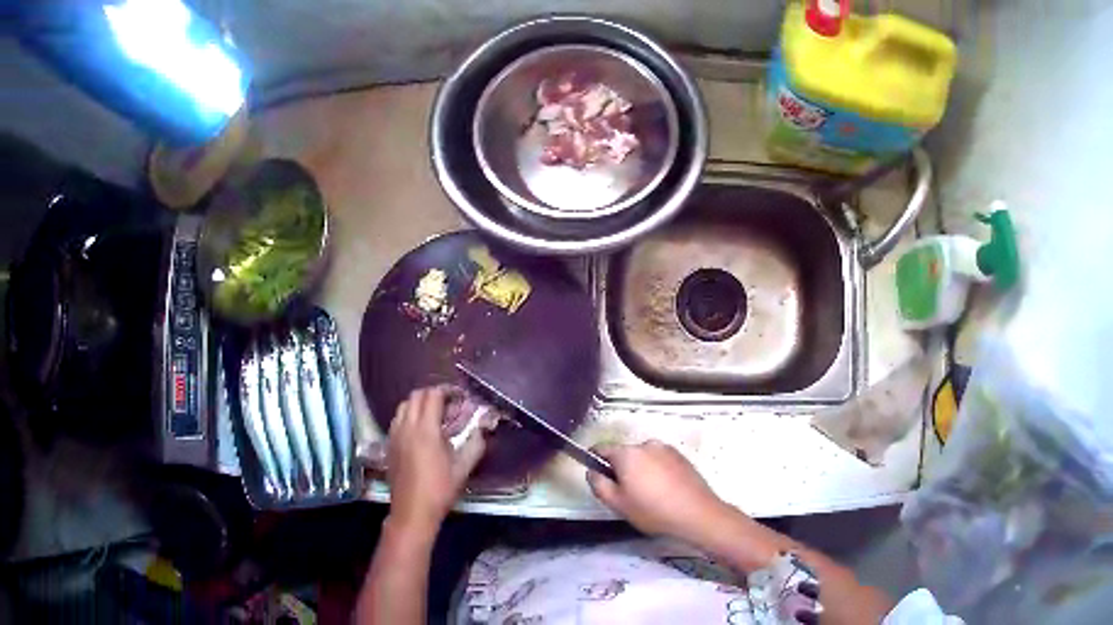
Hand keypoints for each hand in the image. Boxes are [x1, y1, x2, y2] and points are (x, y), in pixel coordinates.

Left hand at [386, 387, 485, 536]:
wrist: (413, 510)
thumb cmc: (440, 490)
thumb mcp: (463, 469)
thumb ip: (474, 445)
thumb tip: (482, 430)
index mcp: (426, 430)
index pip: (432, 396)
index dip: (447, 391)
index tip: (459, 397)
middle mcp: (407, 426)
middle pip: (416, 396)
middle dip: (432, 394)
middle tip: (448, 404)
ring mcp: (394, 434)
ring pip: (403, 406)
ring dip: (418, 404)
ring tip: (433, 415)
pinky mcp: (389, 444)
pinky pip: (397, 419)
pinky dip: (408, 415)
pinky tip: (419, 430)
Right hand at [587, 440, 727, 542]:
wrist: (697, 514)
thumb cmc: (653, 510)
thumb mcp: (617, 504)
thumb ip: (598, 484)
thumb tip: (592, 471)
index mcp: (628, 453)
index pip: (602, 448)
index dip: (595, 461)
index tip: (599, 479)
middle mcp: (647, 444)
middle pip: (624, 454)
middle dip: (621, 470)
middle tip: (626, 496)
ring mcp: (667, 449)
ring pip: (643, 458)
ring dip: (640, 471)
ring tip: (648, 496)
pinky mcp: (682, 457)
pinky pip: (660, 462)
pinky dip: (657, 473)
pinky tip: (664, 493)